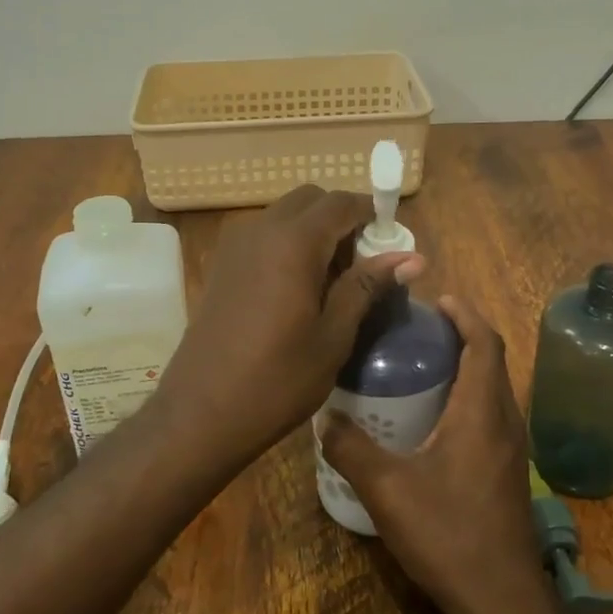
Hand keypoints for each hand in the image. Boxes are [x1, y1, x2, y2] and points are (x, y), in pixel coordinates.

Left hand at [154, 185, 421, 471]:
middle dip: (341, 219)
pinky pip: (264, 236)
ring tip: (332, 283)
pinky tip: (298, 291)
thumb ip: (367, 286)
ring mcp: (235, 246)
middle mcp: (261, 230)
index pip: (342, 202)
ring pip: (285, 215)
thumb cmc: (277, 380)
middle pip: (310, 200)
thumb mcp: (334, 336)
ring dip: (314, 232)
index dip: (372, 215)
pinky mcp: (221, 266)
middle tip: (361, 265)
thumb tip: (412, 258)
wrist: (200, 413)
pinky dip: (288, 245)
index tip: (390, 245)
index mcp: (293, 242)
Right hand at [319, 295, 549, 613]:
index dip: (465, 315)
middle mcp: (504, 422)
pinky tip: (431, 421)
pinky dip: (467, 399)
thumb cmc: (448, 534)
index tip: (437, 300)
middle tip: (415, 332)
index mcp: (481, 413)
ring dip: (464, 369)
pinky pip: (489, 416)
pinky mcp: (507, 472)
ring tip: (419, 368)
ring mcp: (511, 450)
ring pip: (491, 391)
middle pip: (491, 362)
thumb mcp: (387, 490)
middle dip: (460, 337)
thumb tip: (325, 418)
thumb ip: (352, 449)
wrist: (500, 598)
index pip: (485, 344)